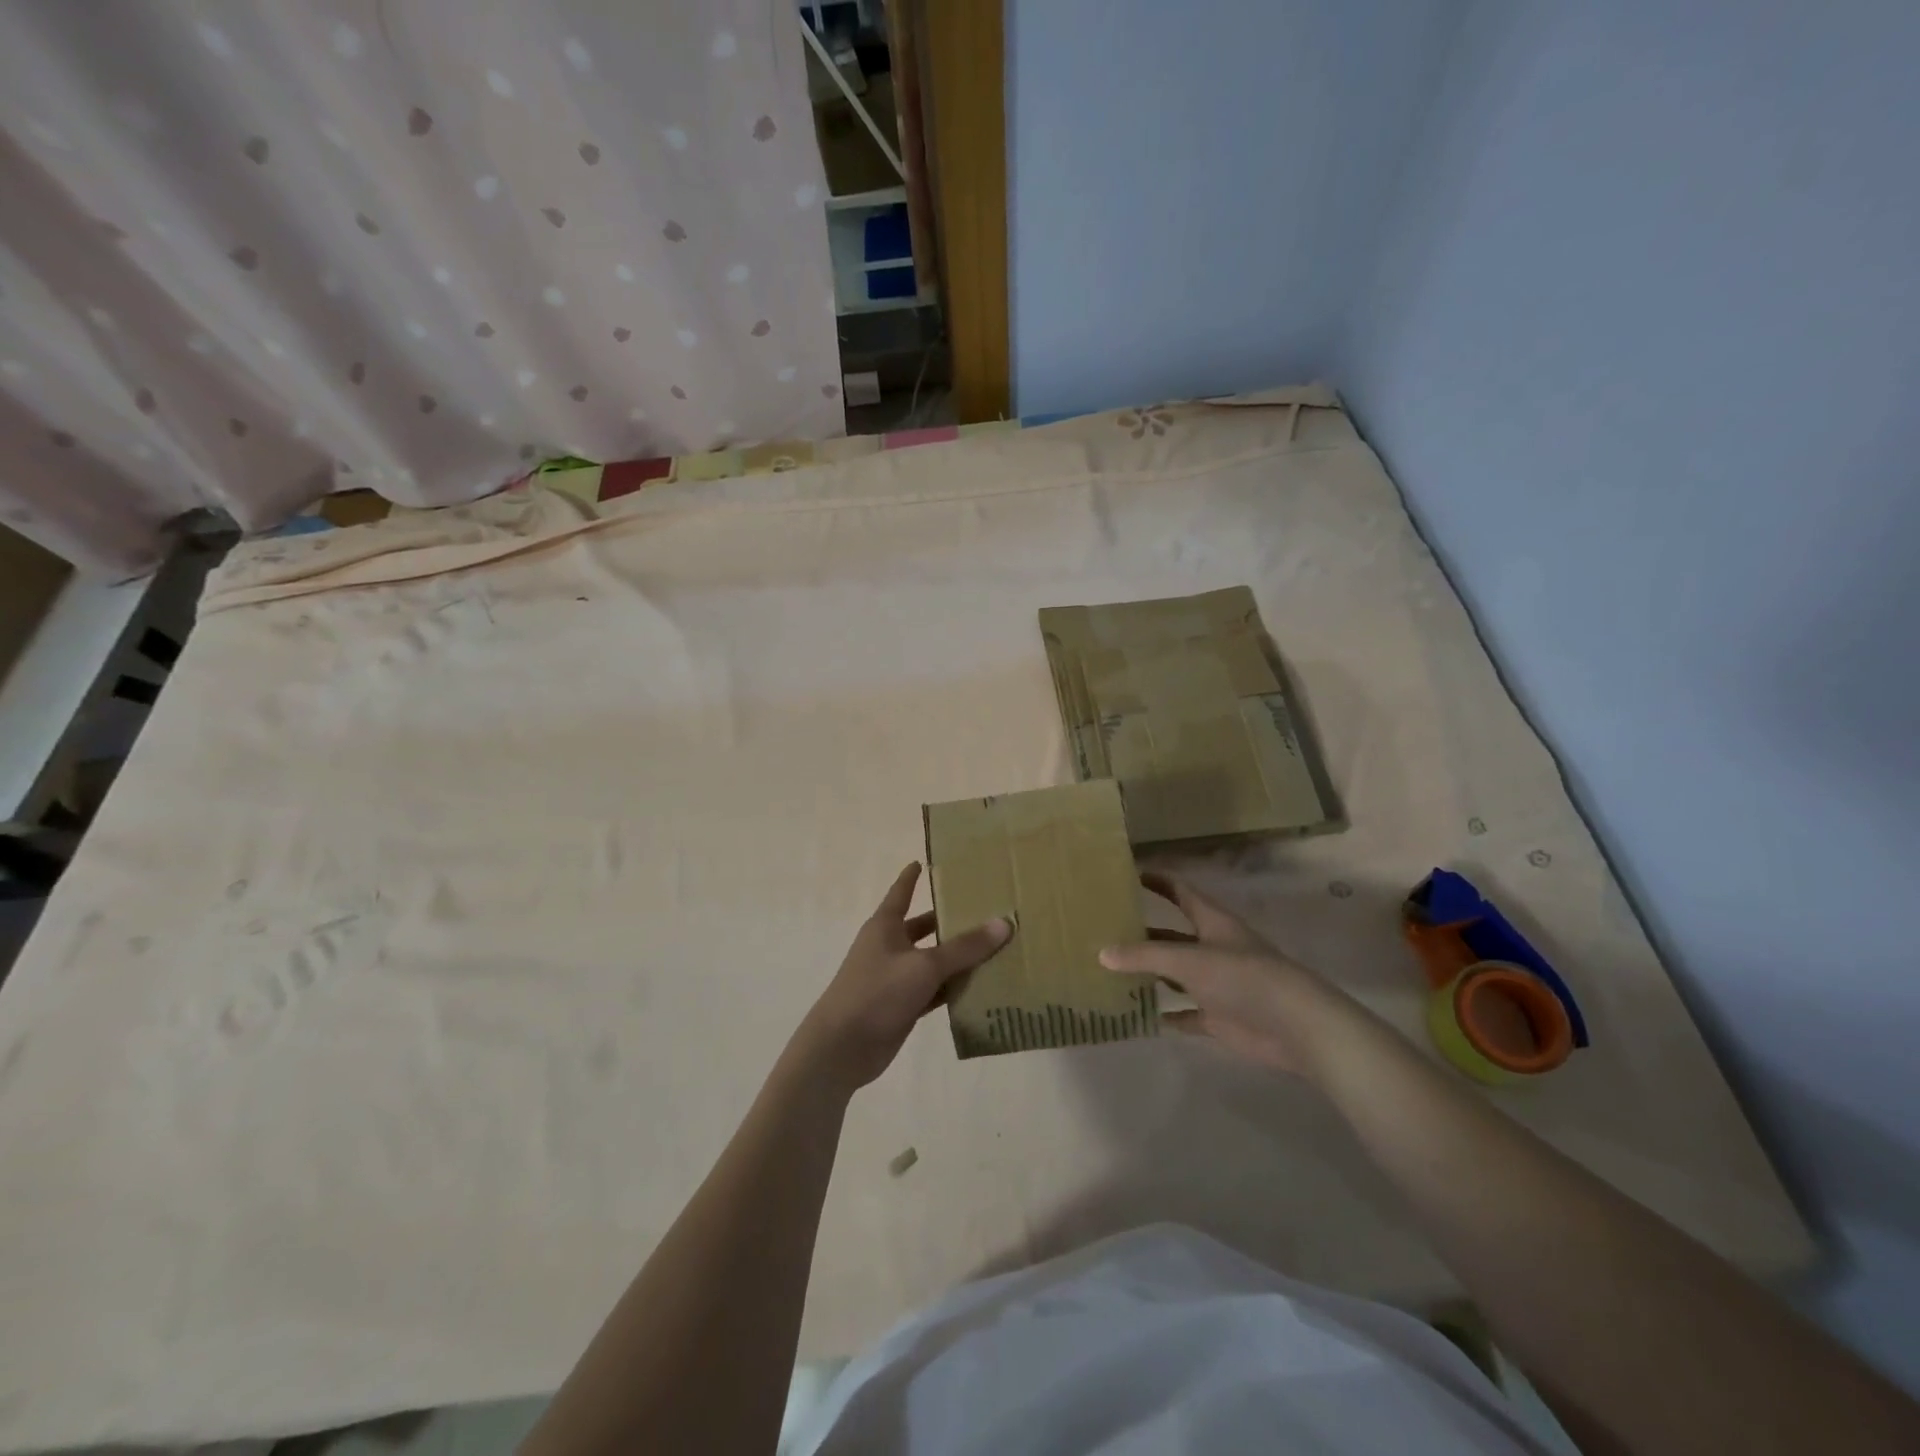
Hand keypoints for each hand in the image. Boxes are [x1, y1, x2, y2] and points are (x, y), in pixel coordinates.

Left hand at [790, 863, 1011, 1092]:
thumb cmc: (877, 992)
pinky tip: (982, 987)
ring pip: (932, 962)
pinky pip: (934, 991)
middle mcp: (889, 947)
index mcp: (885, 926)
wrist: (842, 1048)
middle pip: (923, 928)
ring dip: (957, 959)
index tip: (922, 861)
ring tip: (995, 947)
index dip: (911, 877)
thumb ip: (965, 947)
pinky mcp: (902, 1006)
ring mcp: (895, 979)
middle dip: (949, 921)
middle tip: (984, 910)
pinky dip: (953, 989)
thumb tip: (1004, 923)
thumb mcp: (924, 966)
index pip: (901, 892)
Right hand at [1099, 873, 1359, 1076]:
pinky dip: (1166, 1014)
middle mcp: (1213, 948)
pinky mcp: (1220, 1017)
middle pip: (1173, 936)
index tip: (1126, 875)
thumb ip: (1145, 956)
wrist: (1295, 1026)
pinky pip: (1186, 1013)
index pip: (1180, 892)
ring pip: (1176, 975)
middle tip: (1104, 931)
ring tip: (1111, 971)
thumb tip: (1102, 953)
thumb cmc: (1243, 977)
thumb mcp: (1189, 960)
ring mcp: (1217, 984)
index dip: (1157, 881)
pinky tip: (1139, 1015)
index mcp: (1212, 923)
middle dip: (1143, 933)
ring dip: (1151, 974)